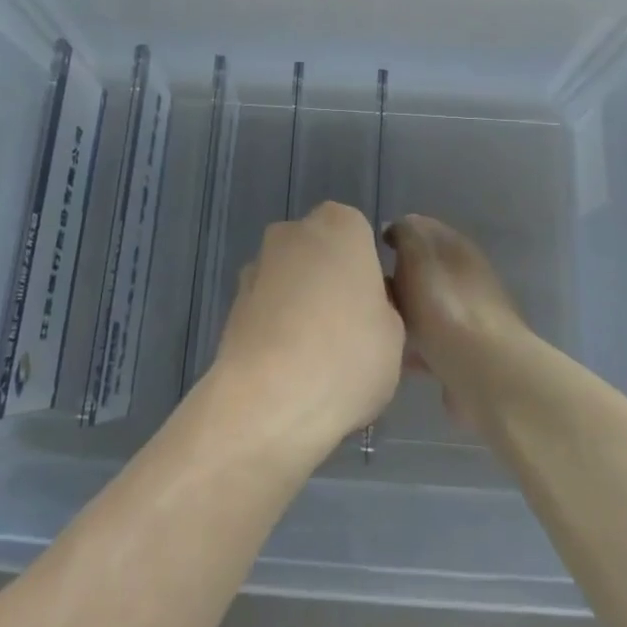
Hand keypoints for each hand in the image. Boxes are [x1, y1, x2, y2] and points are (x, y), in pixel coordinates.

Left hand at [209, 202, 404, 453]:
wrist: (269, 400)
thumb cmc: (348, 355)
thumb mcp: (395, 334)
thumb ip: (381, 306)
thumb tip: (365, 306)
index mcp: (341, 226)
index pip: (358, 235)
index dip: (366, 271)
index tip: (373, 307)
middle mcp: (293, 233)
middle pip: (318, 253)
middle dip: (329, 282)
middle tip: (348, 331)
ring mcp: (256, 266)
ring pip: (289, 280)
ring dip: (299, 305)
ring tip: (315, 358)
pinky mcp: (231, 304)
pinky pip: (266, 309)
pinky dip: (276, 328)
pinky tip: (288, 368)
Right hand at [384, 214, 533, 424]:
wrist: (483, 371)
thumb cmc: (444, 306)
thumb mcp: (418, 256)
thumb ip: (405, 234)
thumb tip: (395, 227)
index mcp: (458, 249)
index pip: (424, 228)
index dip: (397, 233)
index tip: (372, 250)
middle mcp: (467, 278)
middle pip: (425, 270)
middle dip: (398, 278)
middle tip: (369, 291)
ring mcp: (469, 318)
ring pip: (427, 307)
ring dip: (404, 314)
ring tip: (375, 325)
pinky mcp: (466, 354)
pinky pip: (431, 344)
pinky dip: (413, 347)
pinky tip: (393, 356)